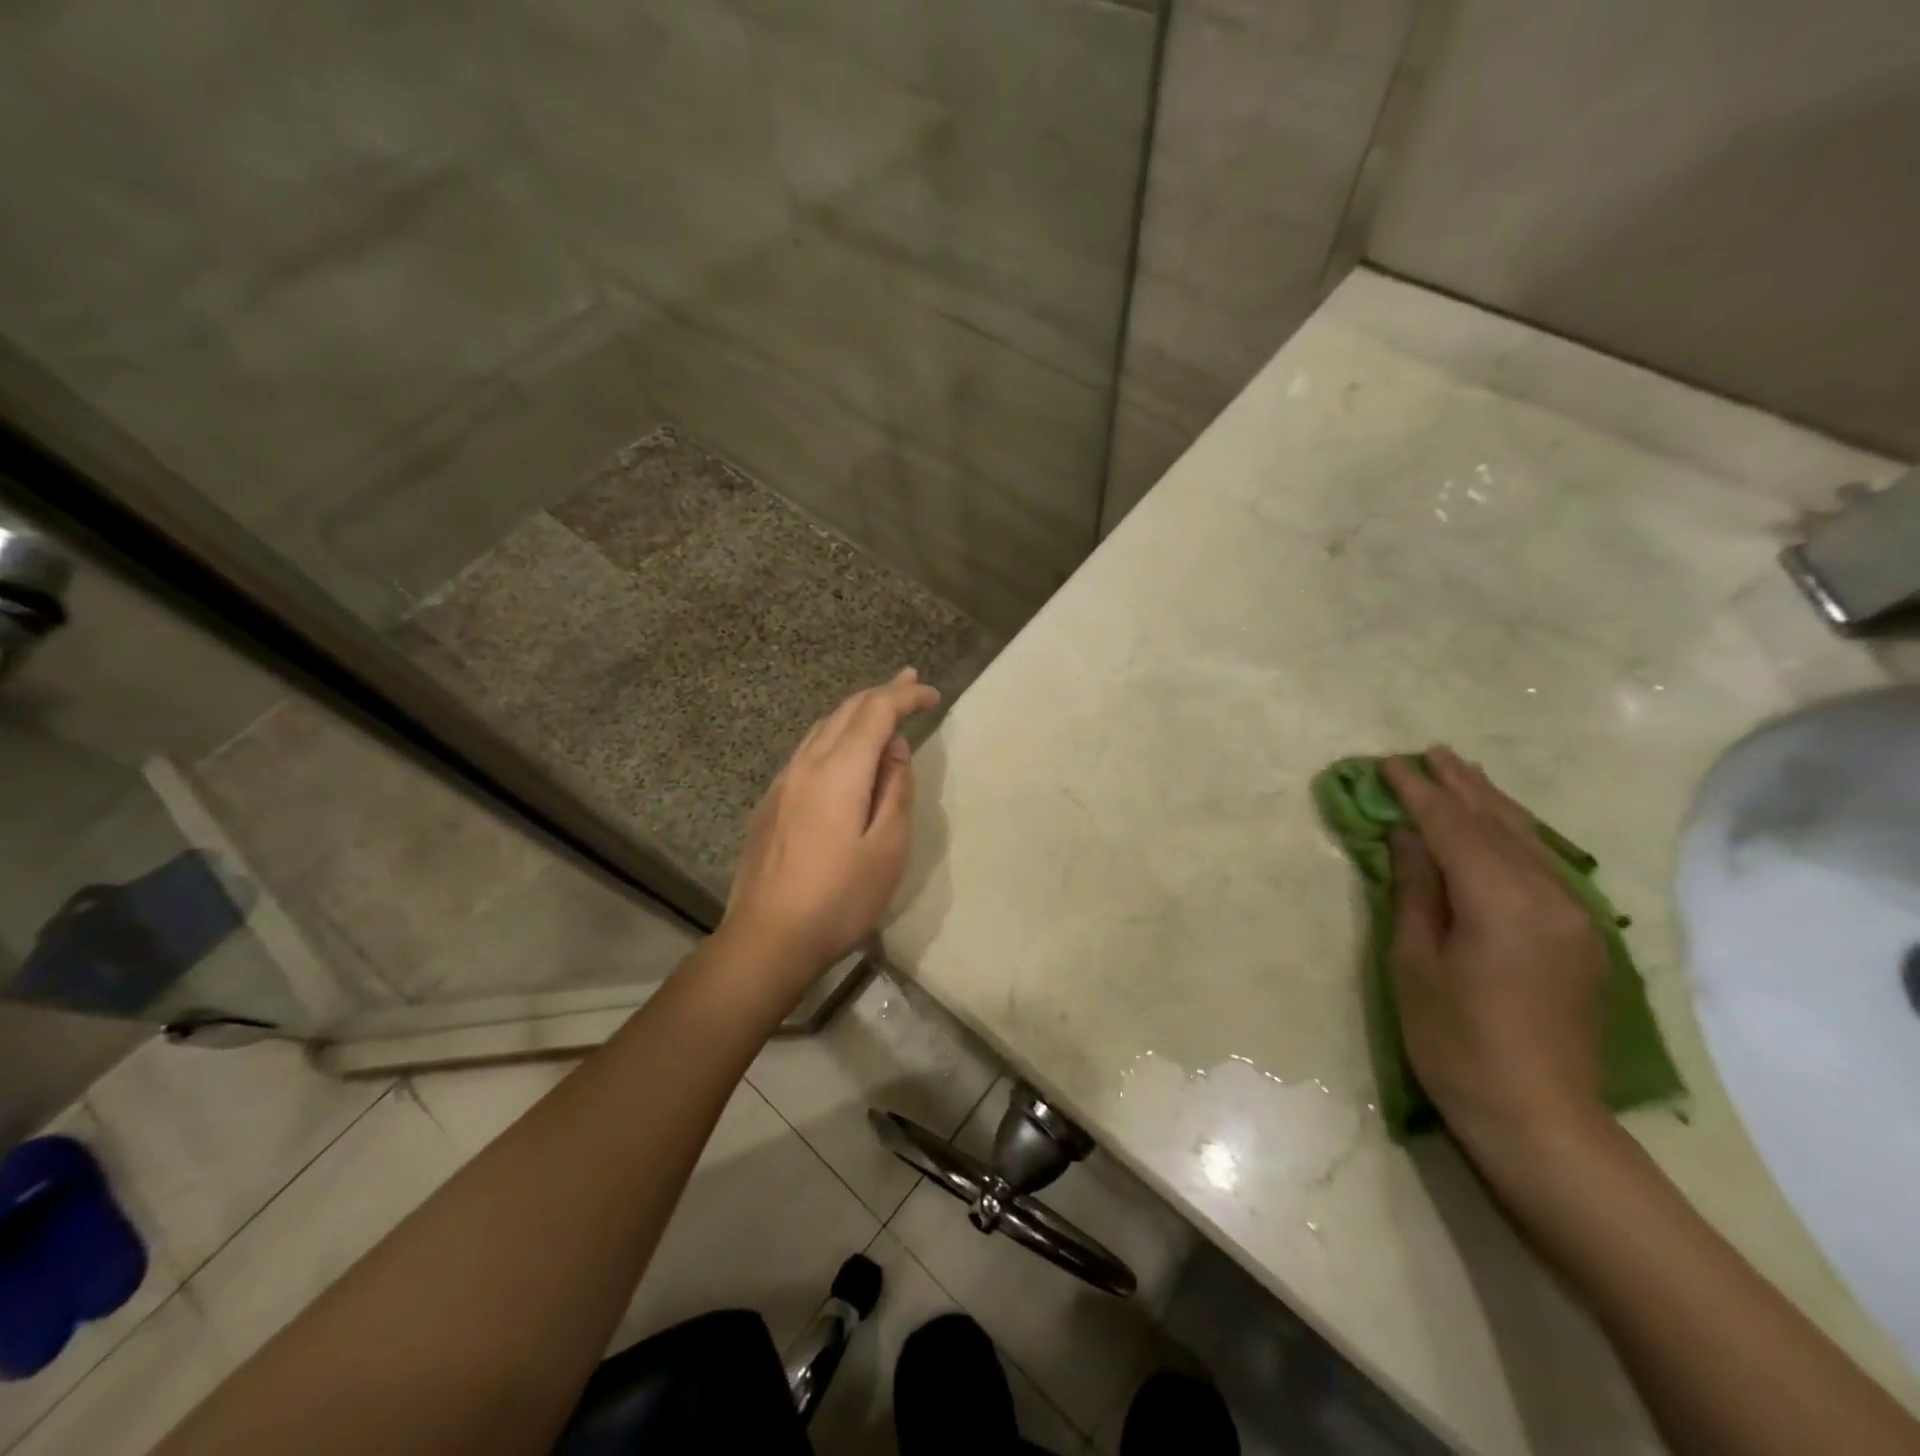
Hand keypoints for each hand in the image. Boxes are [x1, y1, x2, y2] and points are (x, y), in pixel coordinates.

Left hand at [722, 669, 940, 987]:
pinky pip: (806, 751)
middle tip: (910, 682)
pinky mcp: (770, 803)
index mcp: (839, 771)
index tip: (931, 694)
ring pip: (821, 729)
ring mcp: (782, 783)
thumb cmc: (839, 897)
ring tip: (880, 708)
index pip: (875, 713)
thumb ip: (895, 790)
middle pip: (845, 712)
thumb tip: (894, 749)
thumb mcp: (888, 848)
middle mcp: (806, 765)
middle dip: (880, 693)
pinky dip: (833, 736)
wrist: (768, 937)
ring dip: (854, 712)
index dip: (905, 697)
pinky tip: (842, 751)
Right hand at [1382, 749, 1610, 1157]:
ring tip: (1463, 772)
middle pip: (1497, 824)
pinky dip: (1516, 834)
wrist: (1539, 1119)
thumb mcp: (1415, 962)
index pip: (1452, 827)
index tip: (1387, 764)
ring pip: (1528, 841)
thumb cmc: (1455, 1041)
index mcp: (1500, 901)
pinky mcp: (1582, 937)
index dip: (1417, 793)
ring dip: (1491, 803)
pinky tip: (1502, 826)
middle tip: (1428, 753)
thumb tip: (1408, 835)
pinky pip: (1545, 866)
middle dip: (1459, 786)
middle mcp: (1548, 896)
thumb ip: (1416, 890)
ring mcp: (1574, 916)